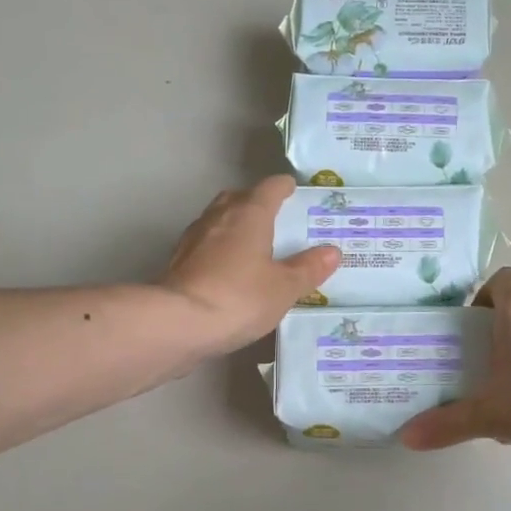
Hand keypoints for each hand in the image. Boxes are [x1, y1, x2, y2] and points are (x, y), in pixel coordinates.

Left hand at [161, 176, 340, 354]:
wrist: (178, 323)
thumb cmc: (239, 297)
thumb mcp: (283, 287)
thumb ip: (307, 268)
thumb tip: (332, 251)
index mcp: (248, 214)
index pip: (269, 188)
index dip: (283, 187)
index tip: (292, 189)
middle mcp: (218, 218)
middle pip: (237, 199)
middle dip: (254, 203)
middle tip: (273, 217)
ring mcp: (193, 239)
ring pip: (217, 221)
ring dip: (233, 226)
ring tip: (252, 244)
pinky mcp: (178, 263)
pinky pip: (204, 246)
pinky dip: (218, 250)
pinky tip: (227, 270)